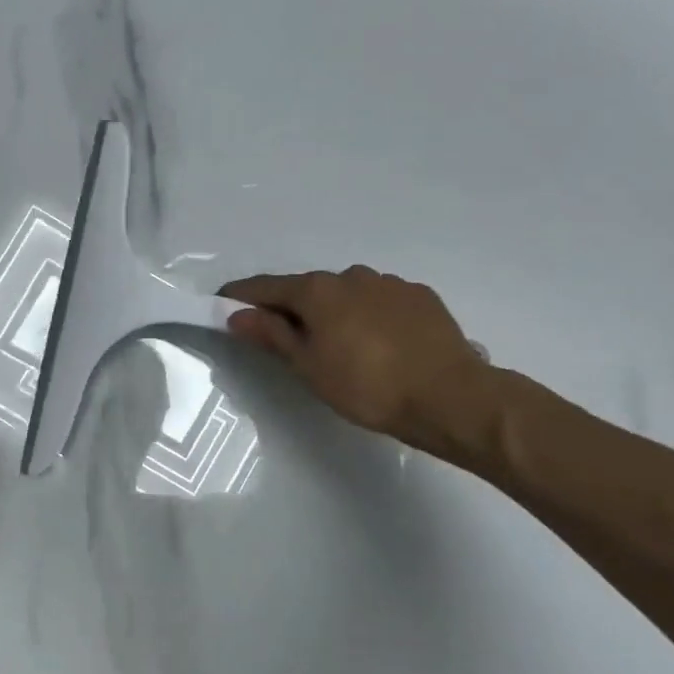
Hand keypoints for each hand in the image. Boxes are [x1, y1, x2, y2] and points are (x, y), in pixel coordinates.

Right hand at [220, 266, 494, 458]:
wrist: (450, 397)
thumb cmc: (367, 386)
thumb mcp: (308, 366)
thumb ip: (272, 335)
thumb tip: (236, 315)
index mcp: (318, 290)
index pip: (267, 286)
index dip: (242, 296)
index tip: (222, 304)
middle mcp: (352, 276)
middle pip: (308, 288)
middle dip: (290, 306)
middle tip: (281, 335)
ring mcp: (390, 283)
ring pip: (346, 293)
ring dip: (332, 310)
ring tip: (335, 343)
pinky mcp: (420, 297)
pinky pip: (380, 301)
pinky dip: (366, 314)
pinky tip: (376, 341)